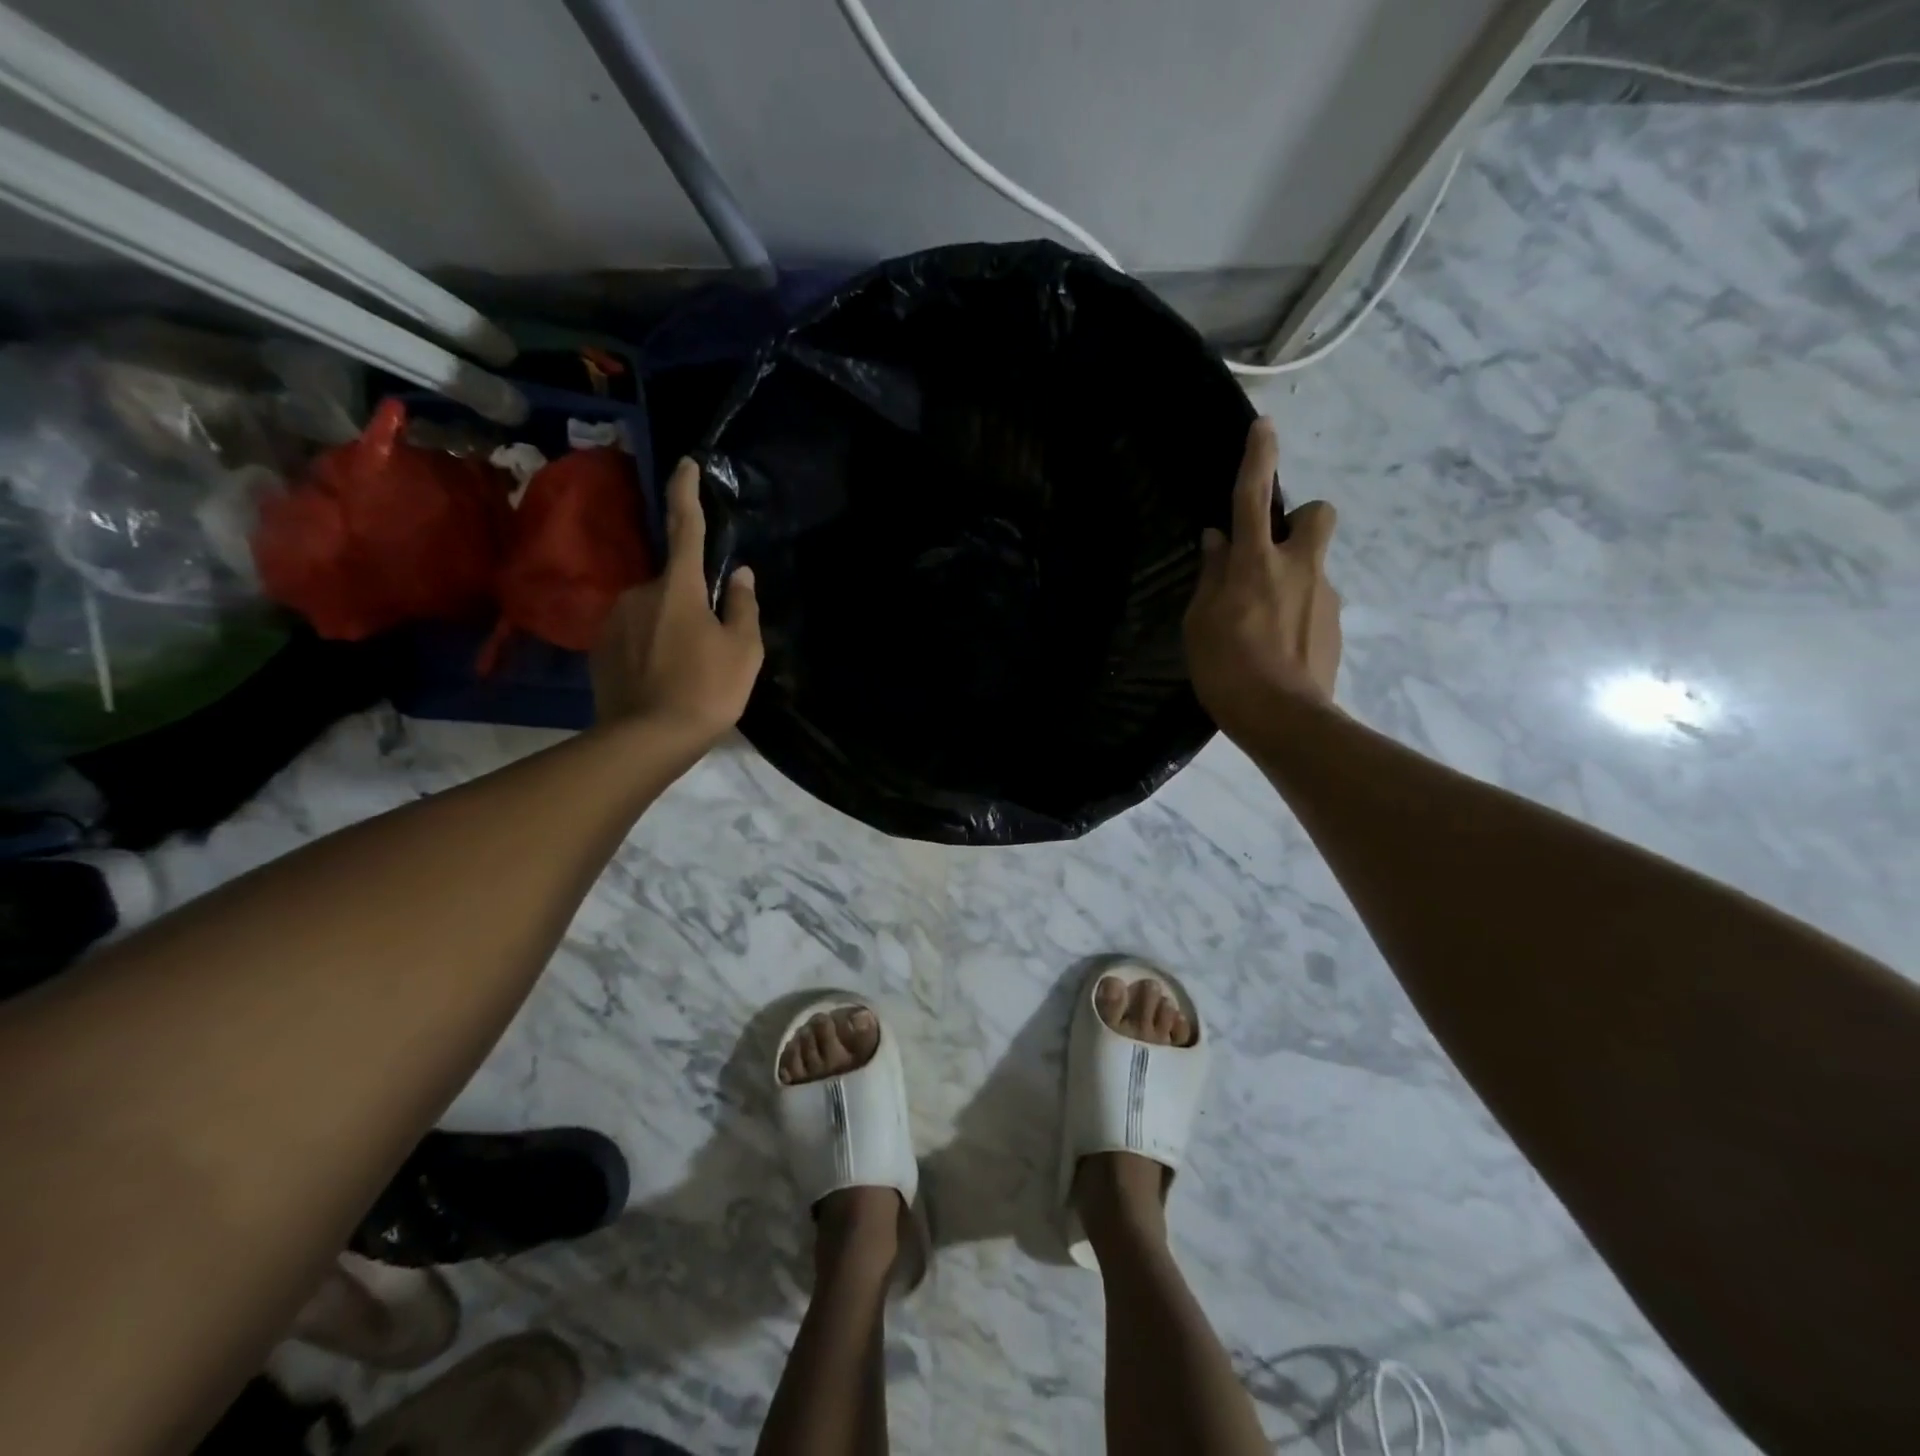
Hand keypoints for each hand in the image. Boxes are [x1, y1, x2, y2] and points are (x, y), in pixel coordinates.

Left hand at [591, 457, 762, 740]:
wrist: (646, 739)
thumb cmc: (706, 690)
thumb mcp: (744, 650)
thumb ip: (743, 606)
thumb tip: (740, 574)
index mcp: (679, 587)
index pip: (685, 526)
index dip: (687, 492)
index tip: (686, 463)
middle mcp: (640, 592)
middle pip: (674, 584)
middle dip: (692, 603)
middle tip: (712, 644)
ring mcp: (614, 620)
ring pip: (653, 611)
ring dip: (672, 627)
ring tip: (688, 670)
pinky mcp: (600, 648)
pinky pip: (635, 634)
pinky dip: (652, 647)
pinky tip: (664, 679)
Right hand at [1183, 418, 1341, 737]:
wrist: (1284, 719)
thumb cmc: (1227, 668)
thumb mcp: (1200, 622)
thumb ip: (1211, 576)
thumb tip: (1217, 541)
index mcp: (1255, 563)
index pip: (1253, 497)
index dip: (1258, 459)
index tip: (1264, 427)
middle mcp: (1298, 567)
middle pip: (1317, 514)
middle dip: (1300, 519)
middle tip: (1272, 551)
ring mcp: (1324, 595)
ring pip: (1314, 563)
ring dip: (1292, 575)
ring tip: (1263, 621)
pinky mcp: (1336, 624)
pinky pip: (1316, 600)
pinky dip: (1299, 610)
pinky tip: (1279, 646)